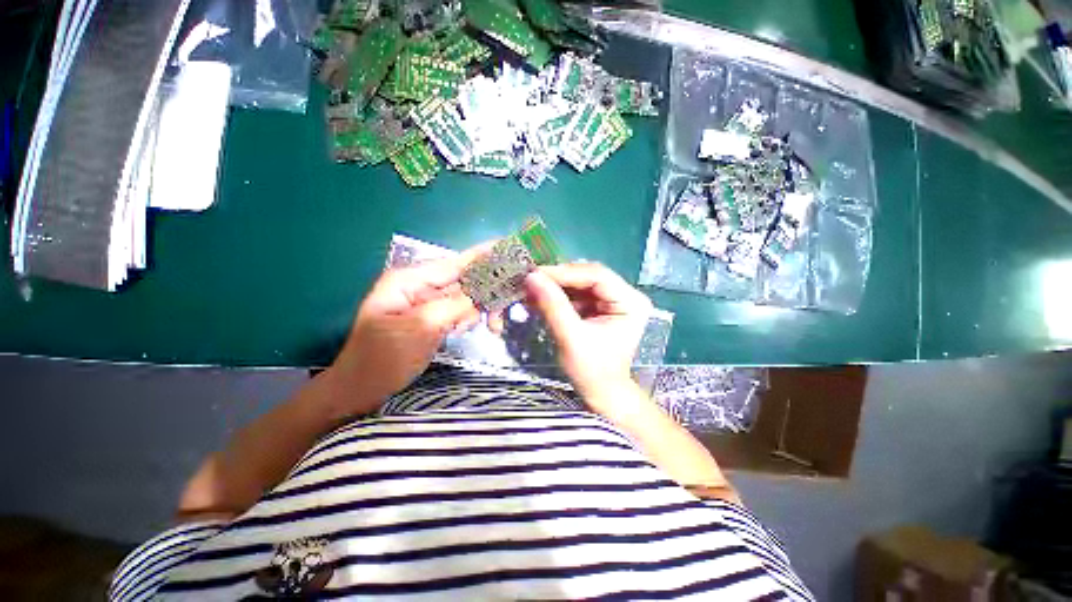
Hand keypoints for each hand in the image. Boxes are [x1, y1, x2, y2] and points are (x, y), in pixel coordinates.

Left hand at [327, 246, 486, 413]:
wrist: (360, 390)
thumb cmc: (382, 359)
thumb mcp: (419, 329)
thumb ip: (454, 306)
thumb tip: (483, 293)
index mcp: (410, 280)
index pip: (455, 263)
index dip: (484, 256)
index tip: (511, 249)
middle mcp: (420, 286)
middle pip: (465, 280)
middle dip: (485, 295)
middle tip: (499, 319)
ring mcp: (426, 302)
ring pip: (465, 297)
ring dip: (478, 311)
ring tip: (487, 329)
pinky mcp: (432, 317)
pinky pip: (459, 311)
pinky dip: (468, 319)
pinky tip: (463, 331)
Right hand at [524, 263, 652, 402]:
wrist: (600, 392)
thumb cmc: (592, 371)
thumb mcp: (571, 338)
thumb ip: (553, 306)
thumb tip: (532, 277)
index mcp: (630, 302)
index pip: (597, 276)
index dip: (565, 273)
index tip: (535, 274)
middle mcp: (626, 295)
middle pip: (589, 276)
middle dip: (559, 279)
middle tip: (531, 280)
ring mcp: (614, 300)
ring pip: (581, 283)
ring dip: (556, 286)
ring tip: (532, 289)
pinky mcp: (601, 306)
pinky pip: (578, 293)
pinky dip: (559, 295)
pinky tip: (542, 298)